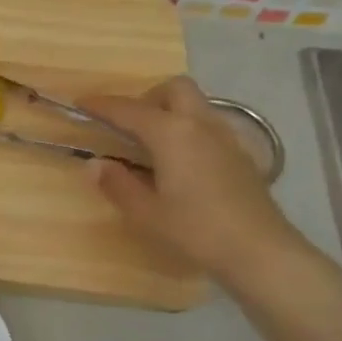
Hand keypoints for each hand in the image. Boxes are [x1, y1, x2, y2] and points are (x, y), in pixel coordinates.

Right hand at [84, 77, 305, 282]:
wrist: (260, 251)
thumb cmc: (196, 230)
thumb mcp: (146, 213)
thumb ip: (117, 184)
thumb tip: (95, 164)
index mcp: (171, 133)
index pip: (129, 109)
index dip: (102, 105)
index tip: (81, 103)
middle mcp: (200, 125)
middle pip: (174, 89)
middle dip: (147, 97)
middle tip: (128, 125)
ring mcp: (226, 138)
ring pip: (196, 104)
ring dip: (170, 111)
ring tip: (151, 143)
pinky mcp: (240, 155)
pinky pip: (208, 126)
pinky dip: (188, 130)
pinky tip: (180, 162)